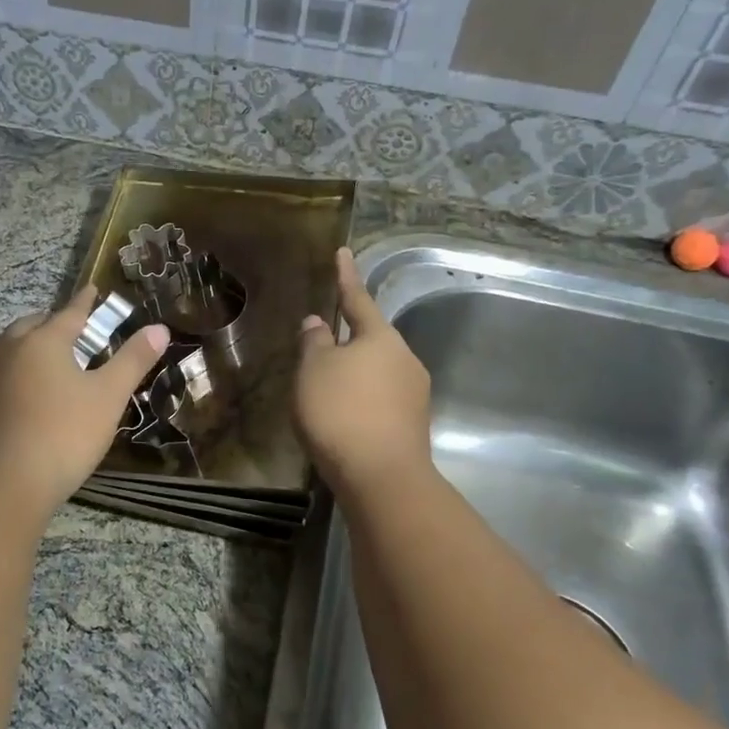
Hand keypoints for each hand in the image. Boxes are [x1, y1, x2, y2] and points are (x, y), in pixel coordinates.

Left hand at [0, 287, 168, 515]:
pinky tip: (9, 385)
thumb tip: (160, 329)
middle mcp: (9, 350)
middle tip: (68, 330)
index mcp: (44, 341)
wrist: (5, 482)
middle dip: (50, 322)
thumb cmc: (65, 434)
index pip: (70, 313)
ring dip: (18, 341)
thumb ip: (133, 360)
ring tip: (31, 351)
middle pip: (30, 325)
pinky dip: (1, 367)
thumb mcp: (109, 397)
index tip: (92, 290)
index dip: (85, 302)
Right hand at [295, 247, 432, 493]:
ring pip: (378, 372)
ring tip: (328, 389)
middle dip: (349, 339)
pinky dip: (362, 400)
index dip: (346, 276)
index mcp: (380, 337)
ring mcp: (415, 393)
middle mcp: (405, 359)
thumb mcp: (314, 371)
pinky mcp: (414, 424)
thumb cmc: (340, 412)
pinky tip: (345, 417)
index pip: (358, 298)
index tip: (343, 252)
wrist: (381, 476)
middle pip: (372, 339)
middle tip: (322, 345)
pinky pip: (382, 399)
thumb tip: (318, 322)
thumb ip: (314, 342)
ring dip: (355, 374)